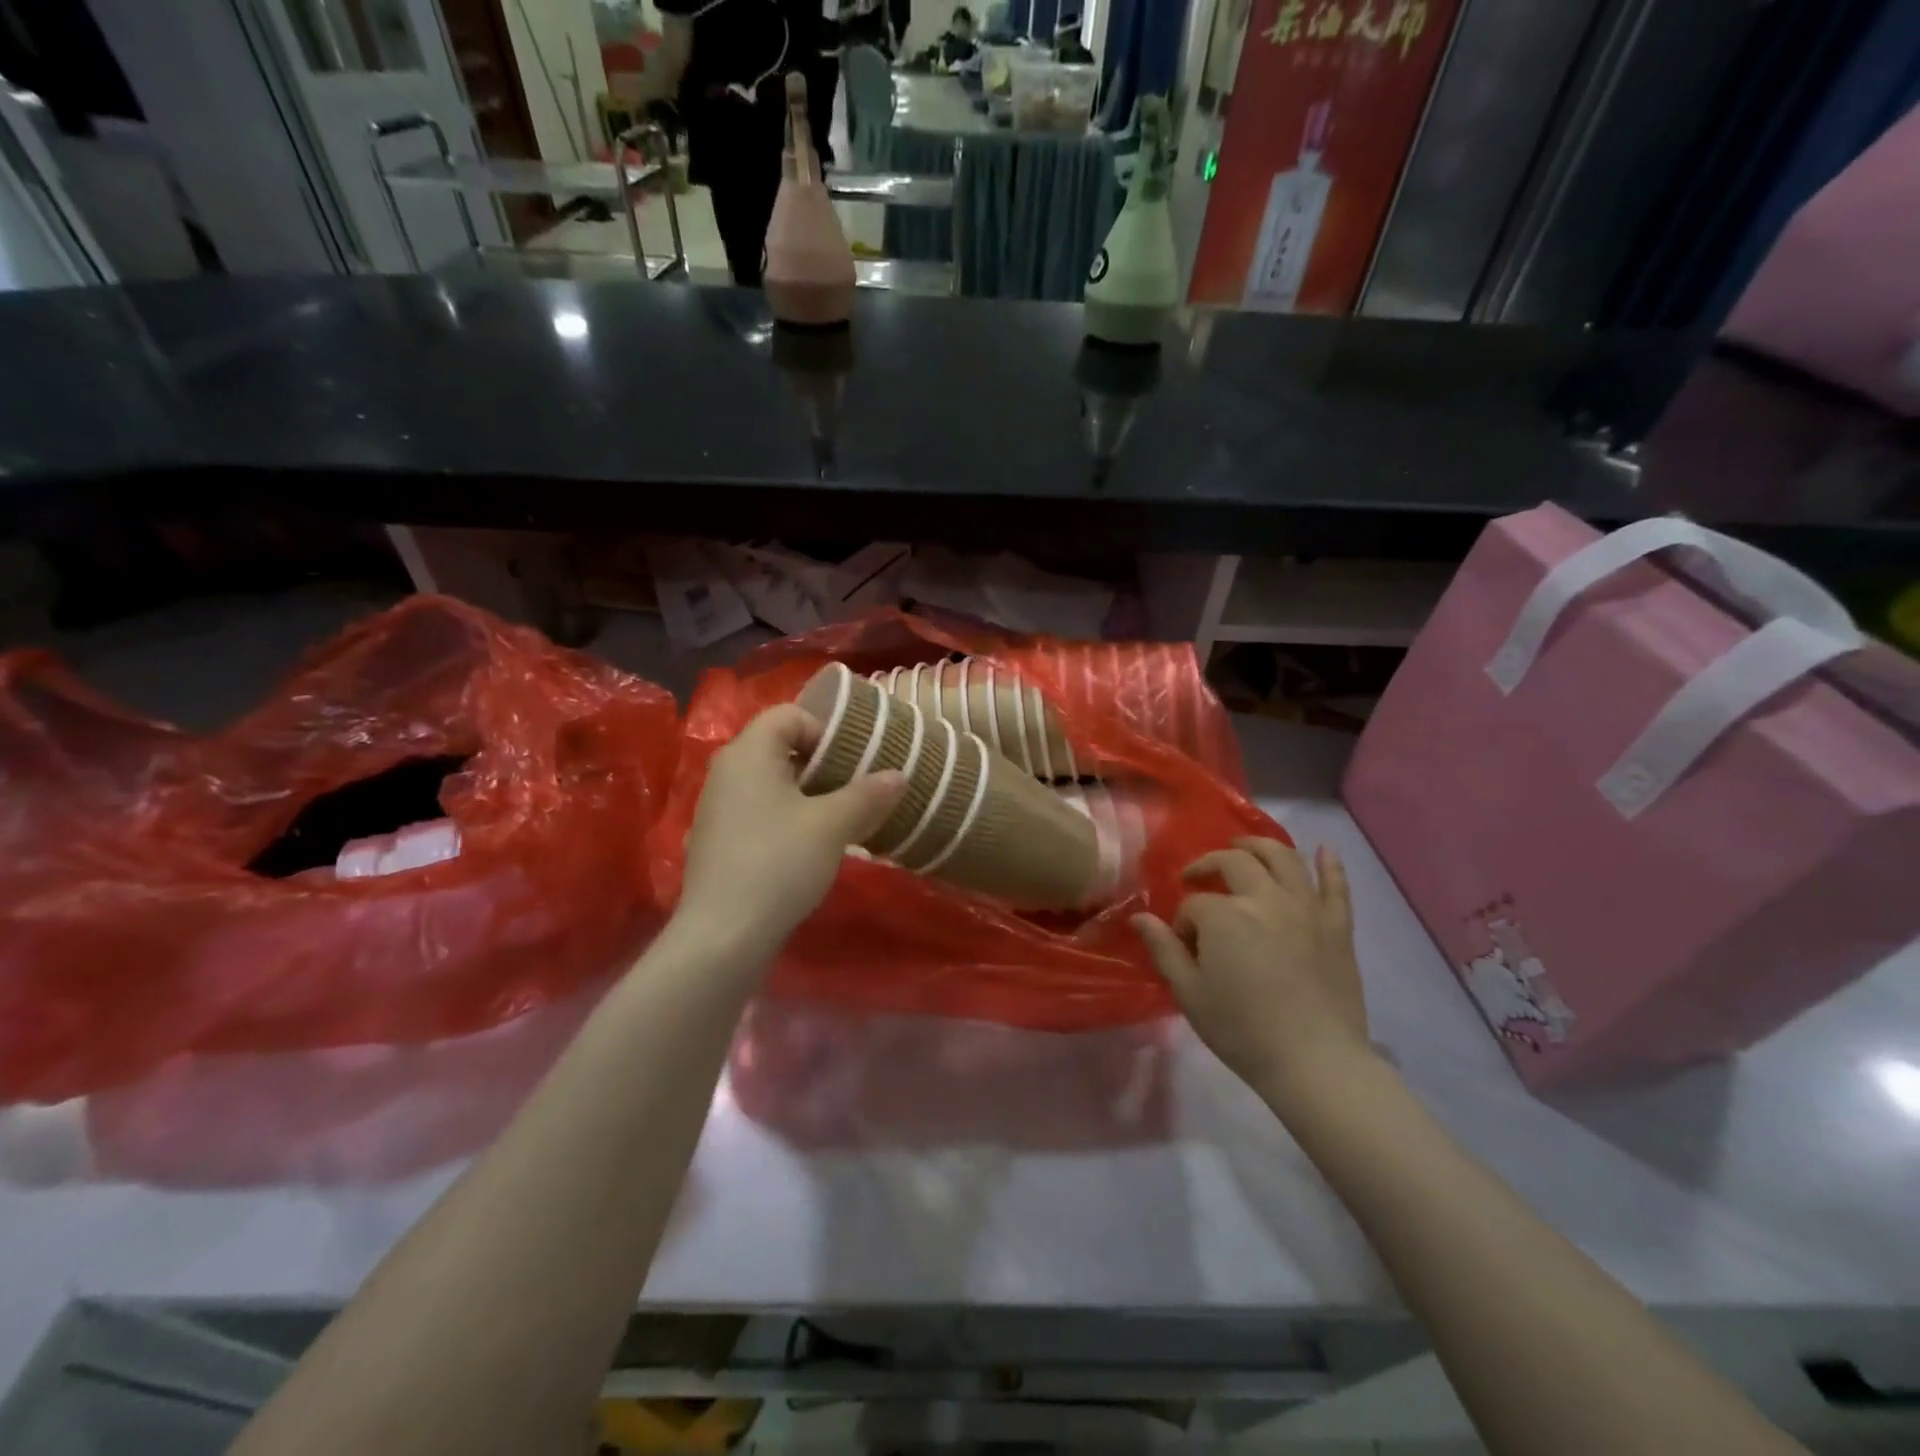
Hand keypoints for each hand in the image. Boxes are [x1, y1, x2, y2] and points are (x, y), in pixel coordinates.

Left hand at [677, 703, 905, 964]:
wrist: (723, 936)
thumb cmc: (779, 864)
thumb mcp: (833, 825)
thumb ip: (868, 794)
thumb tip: (898, 775)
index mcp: (748, 752)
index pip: (789, 714)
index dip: (827, 730)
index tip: (855, 762)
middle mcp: (726, 771)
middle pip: (780, 747)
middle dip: (823, 764)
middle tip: (857, 788)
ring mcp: (717, 808)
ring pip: (771, 783)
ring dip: (808, 794)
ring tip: (841, 819)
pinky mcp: (717, 841)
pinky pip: (759, 811)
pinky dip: (787, 817)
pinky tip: (808, 848)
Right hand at [1132, 838, 1371, 1102]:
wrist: (1315, 1063)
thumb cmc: (1243, 1031)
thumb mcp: (1190, 994)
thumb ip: (1164, 949)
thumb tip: (1139, 917)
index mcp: (1224, 916)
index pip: (1194, 905)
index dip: (1184, 922)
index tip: (1185, 947)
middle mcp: (1265, 899)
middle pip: (1234, 862)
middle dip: (1210, 864)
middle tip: (1198, 875)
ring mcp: (1306, 908)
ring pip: (1283, 858)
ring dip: (1260, 846)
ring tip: (1245, 847)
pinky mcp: (1337, 926)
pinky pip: (1336, 886)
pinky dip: (1329, 865)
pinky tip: (1323, 851)